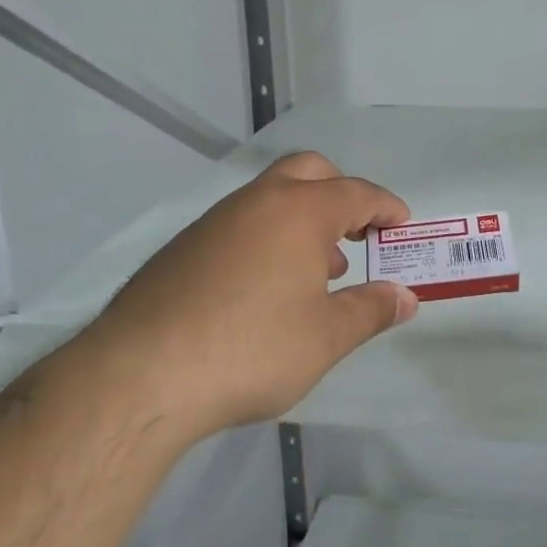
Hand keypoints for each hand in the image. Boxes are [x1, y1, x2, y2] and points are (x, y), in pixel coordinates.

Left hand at [92, 152, 417, 436]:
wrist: (141, 374)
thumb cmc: (252, 349)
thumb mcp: (326, 337)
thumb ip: (371, 310)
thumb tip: (405, 297)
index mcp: (299, 211)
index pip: (357, 192)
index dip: (385, 206)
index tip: (402, 224)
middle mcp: (258, 201)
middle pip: (310, 171)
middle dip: (341, 194)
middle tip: (358, 232)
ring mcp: (215, 220)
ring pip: (271, 197)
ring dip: (303, 218)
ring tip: (317, 270)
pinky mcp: (184, 246)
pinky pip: (241, 223)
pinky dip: (268, 237)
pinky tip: (265, 288)